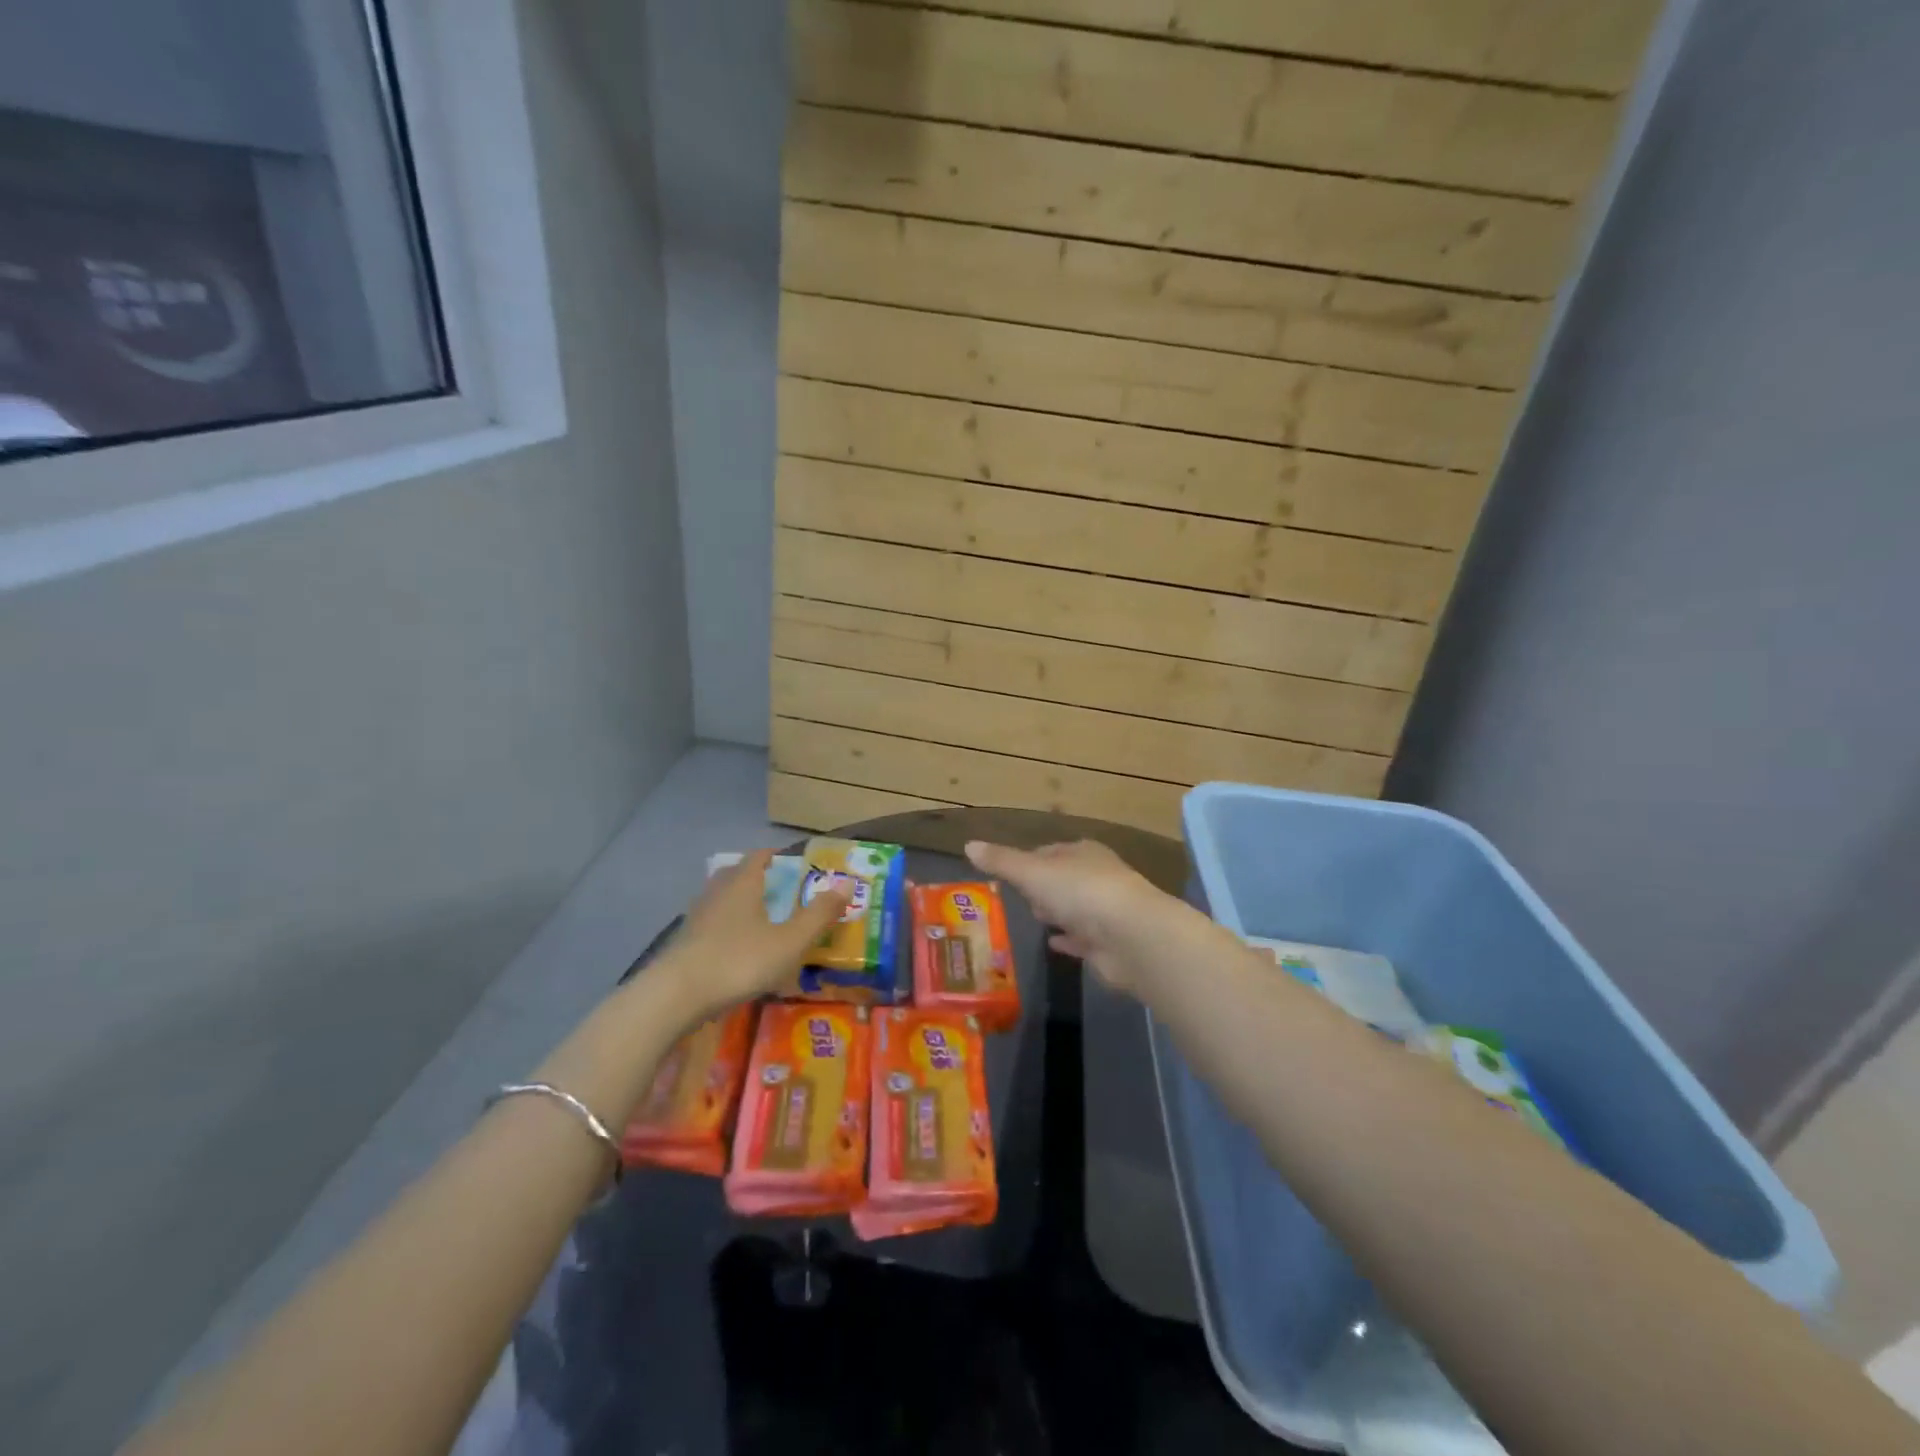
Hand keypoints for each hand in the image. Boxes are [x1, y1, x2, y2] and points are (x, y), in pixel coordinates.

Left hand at [651, 850, 849, 1021]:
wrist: (675, 995)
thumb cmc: (740, 960)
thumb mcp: (790, 941)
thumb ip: (819, 914)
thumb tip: (846, 885)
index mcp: (744, 883)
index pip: (759, 857)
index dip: (775, 855)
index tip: (791, 861)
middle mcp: (717, 892)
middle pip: (736, 874)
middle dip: (755, 876)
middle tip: (776, 888)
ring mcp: (696, 917)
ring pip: (720, 898)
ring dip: (737, 902)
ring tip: (757, 918)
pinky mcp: (683, 942)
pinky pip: (709, 923)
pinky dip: (724, 927)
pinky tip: (733, 947)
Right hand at [964, 838, 1215, 1000]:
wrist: (1131, 937)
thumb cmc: (1080, 892)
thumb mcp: (1032, 872)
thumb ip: (1001, 862)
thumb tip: (968, 844)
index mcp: (1081, 852)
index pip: (1049, 850)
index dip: (1028, 859)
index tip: (1007, 871)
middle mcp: (1096, 877)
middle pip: (1062, 878)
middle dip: (1042, 886)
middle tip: (1018, 896)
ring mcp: (1106, 911)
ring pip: (1074, 908)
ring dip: (1056, 912)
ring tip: (1033, 919)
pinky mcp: (1108, 944)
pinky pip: (1082, 938)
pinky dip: (1068, 939)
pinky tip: (1053, 943)